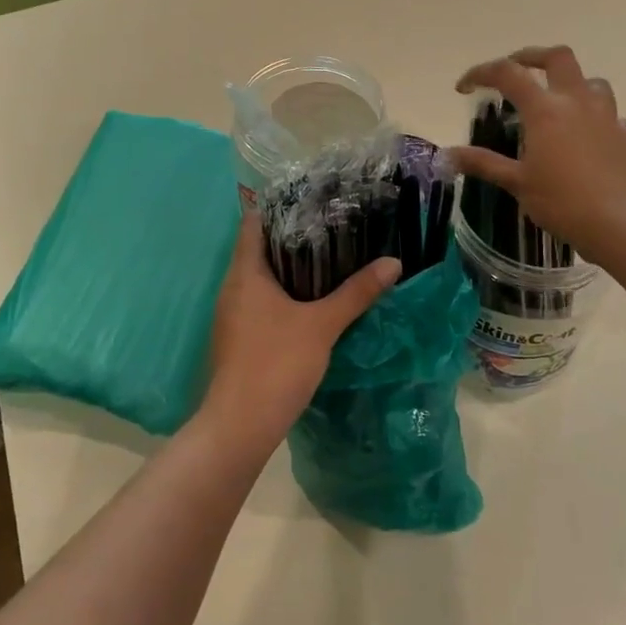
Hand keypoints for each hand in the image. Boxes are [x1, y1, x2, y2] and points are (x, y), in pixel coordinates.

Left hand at [198, 209, 400, 461]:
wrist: (240, 426)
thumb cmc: (276, 363)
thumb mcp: (322, 325)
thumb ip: (356, 293)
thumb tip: (393, 263)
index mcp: (245, 273)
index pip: (254, 222)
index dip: (279, 206)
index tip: (312, 198)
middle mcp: (232, 287)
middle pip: (259, 247)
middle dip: (293, 235)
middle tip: (332, 224)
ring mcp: (232, 314)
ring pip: (261, 277)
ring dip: (290, 267)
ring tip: (330, 256)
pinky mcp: (239, 337)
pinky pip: (261, 301)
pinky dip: (284, 293)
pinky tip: (312, 300)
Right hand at [450, 45, 625, 263]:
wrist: (625, 224)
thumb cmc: (563, 202)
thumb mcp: (517, 184)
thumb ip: (483, 163)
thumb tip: (447, 155)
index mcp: (545, 109)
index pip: (507, 74)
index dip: (481, 73)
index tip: (464, 87)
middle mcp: (577, 102)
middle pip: (557, 57)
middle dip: (532, 57)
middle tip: (517, 69)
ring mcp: (608, 116)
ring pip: (591, 82)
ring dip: (571, 84)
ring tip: (557, 102)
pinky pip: (612, 115)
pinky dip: (597, 118)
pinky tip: (590, 138)